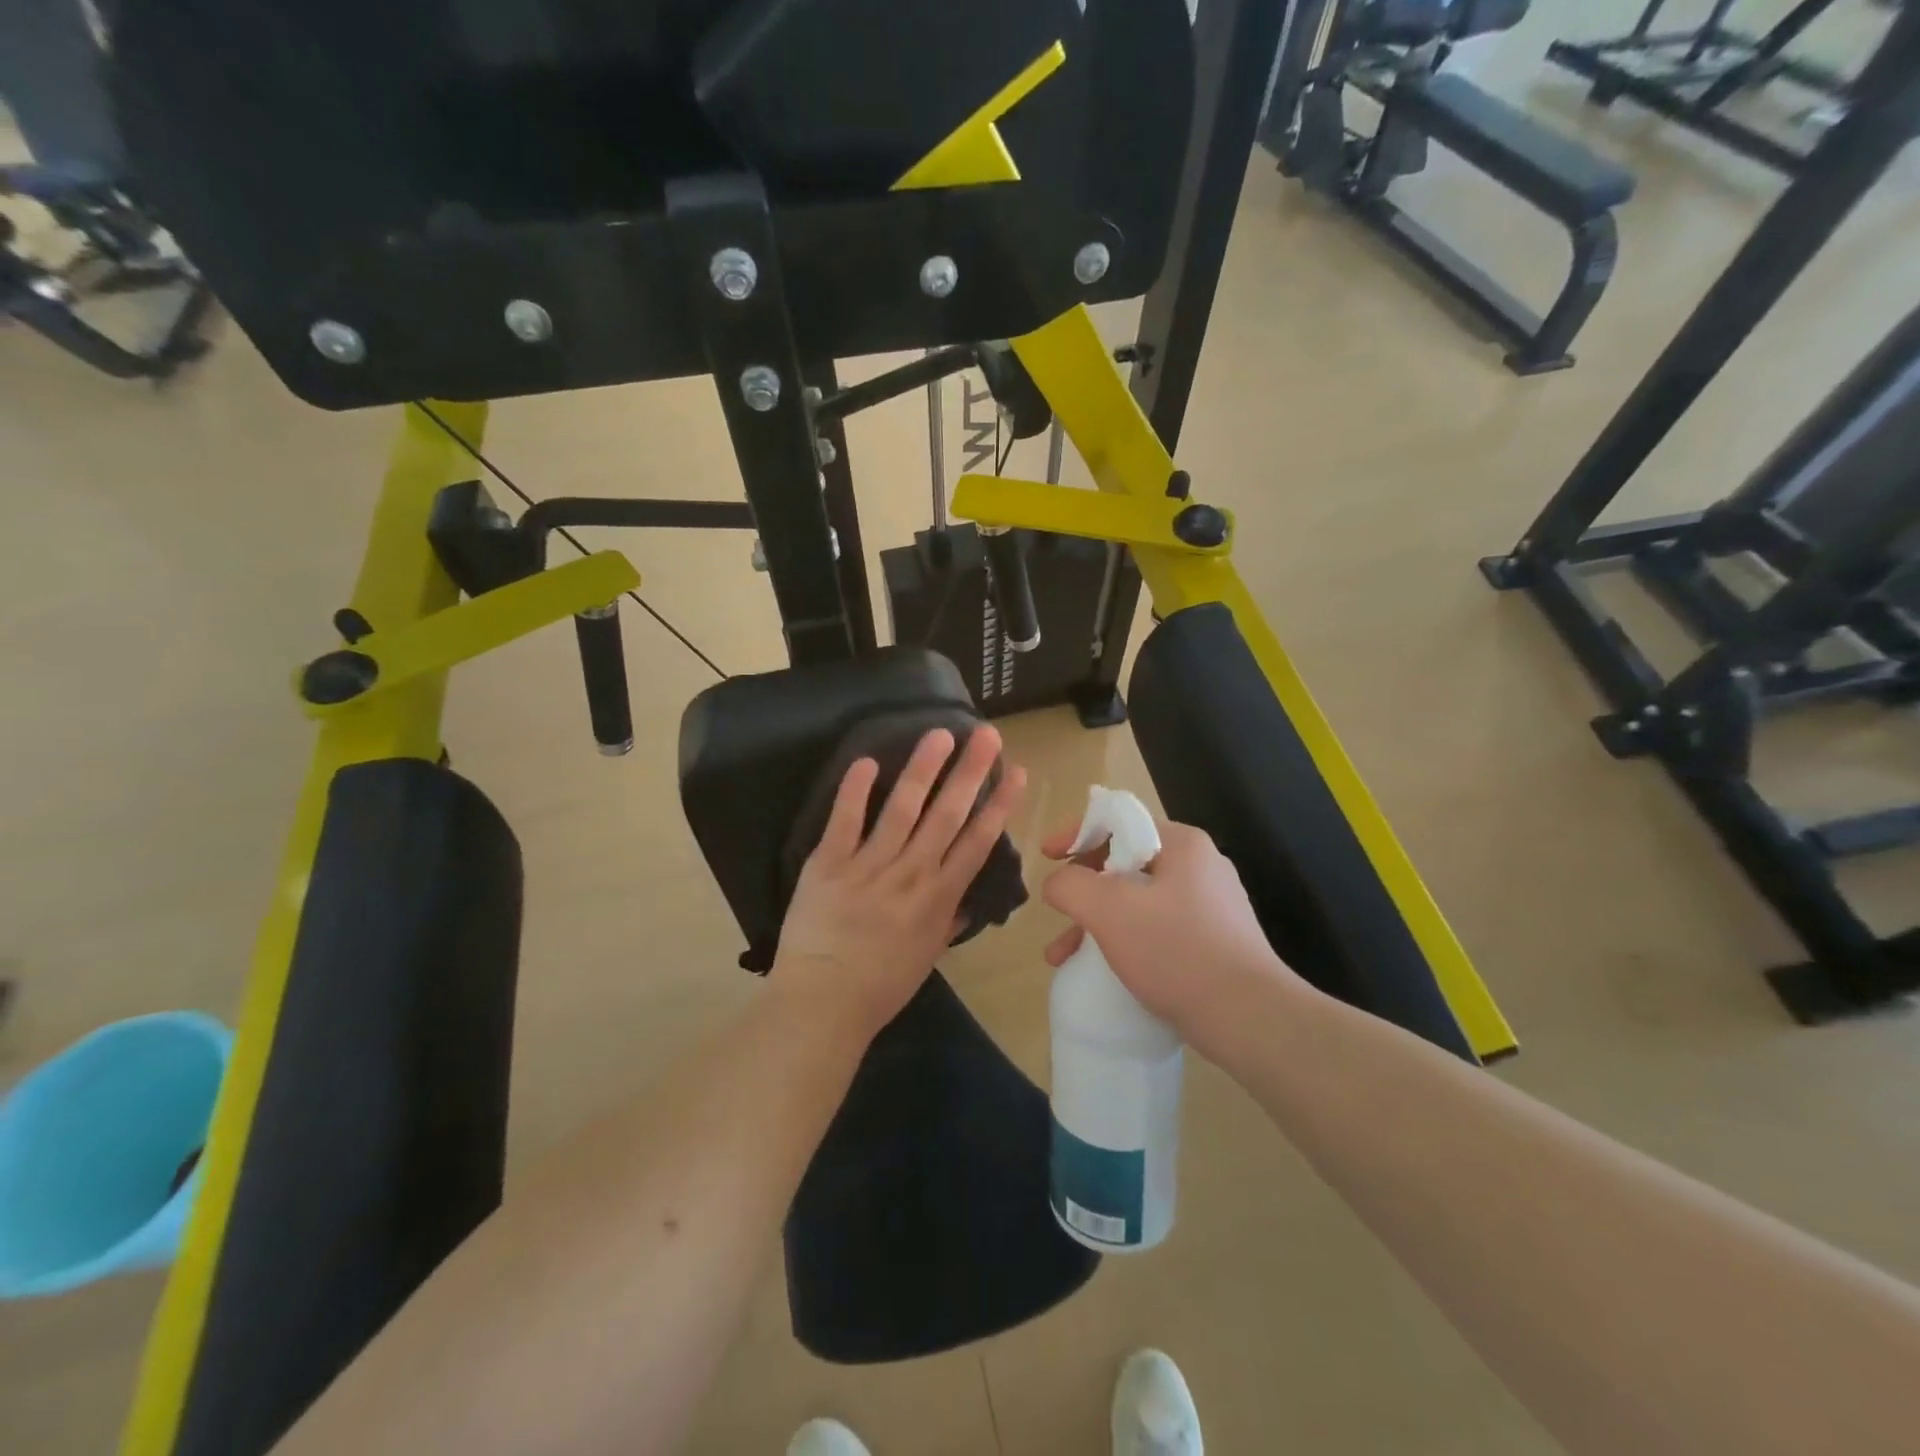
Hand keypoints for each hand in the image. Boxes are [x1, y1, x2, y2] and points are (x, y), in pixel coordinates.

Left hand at [775, 726, 1025, 1043]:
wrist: (823, 1004)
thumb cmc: (880, 987)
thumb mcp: (927, 956)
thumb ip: (949, 922)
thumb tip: (969, 900)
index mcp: (940, 897)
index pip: (978, 841)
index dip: (1000, 804)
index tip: (1016, 772)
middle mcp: (912, 873)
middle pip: (947, 814)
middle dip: (970, 772)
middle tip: (986, 734)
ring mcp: (870, 866)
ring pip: (903, 808)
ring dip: (923, 768)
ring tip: (939, 735)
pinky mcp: (828, 864)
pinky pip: (844, 821)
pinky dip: (855, 790)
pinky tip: (867, 760)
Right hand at [1040, 818, 1306, 1059]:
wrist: (1251, 1019)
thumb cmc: (1177, 951)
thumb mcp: (1109, 910)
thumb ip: (1071, 885)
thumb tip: (1056, 882)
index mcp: (1182, 844)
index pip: (1119, 820)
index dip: (1076, 834)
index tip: (1046, 857)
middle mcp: (1200, 867)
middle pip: (1125, 862)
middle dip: (1083, 889)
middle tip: (1056, 912)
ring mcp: (1211, 906)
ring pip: (1137, 901)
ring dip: (1097, 922)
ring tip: (1063, 956)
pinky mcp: (1214, 943)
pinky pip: (1156, 929)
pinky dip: (1124, 942)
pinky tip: (1104, 971)